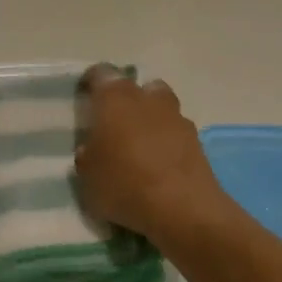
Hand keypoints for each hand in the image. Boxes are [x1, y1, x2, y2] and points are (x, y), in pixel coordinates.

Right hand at [75, 67, 236, 247]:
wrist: (183, 208)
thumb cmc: (125, 185)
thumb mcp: (87, 177)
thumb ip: (87, 156)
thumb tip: (92, 149)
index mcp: (115, 99)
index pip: (101, 74)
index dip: (91, 82)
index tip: (85, 97)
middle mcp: (147, 98)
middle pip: (137, 87)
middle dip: (126, 101)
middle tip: (113, 124)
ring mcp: (176, 117)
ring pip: (160, 107)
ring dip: (150, 119)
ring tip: (138, 146)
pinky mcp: (196, 140)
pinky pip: (175, 132)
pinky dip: (167, 141)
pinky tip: (159, 164)